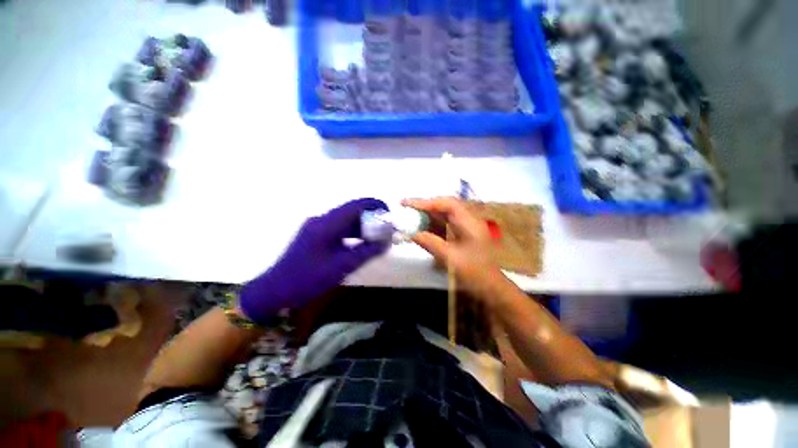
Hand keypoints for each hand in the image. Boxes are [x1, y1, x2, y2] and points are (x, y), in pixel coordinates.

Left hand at [240, 198, 388, 322]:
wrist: (277, 289)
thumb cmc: (308, 279)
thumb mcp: (341, 267)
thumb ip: (366, 252)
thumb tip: (387, 241)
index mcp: (327, 223)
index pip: (357, 205)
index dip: (377, 207)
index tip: (392, 218)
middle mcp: (320, 220)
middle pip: (351, 211)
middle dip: (371, 219)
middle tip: (388, 233)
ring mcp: (314, 228)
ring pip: (344, 221)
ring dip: (361, 228)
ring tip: (377, 242)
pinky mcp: (311, 237)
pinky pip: (336, 230)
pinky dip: (350, 235)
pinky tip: (359, 248)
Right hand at [402, 197, 504, 298]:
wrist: (491, 288)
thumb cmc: (474, 273)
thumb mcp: (450, 259)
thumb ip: (430, 242)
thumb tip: (411, 232)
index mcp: (470, 222)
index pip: (446, 204)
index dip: (425, 202)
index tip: (406, 204)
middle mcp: (471, 221)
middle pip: (446, 206)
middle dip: (426, 207)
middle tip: (406, 209)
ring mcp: (470, 229)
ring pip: (447, 215)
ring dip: (429, 216)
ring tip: (411, 220)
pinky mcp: (467, 237)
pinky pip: (449, 225)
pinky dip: (435, 226)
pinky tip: (423, 231)